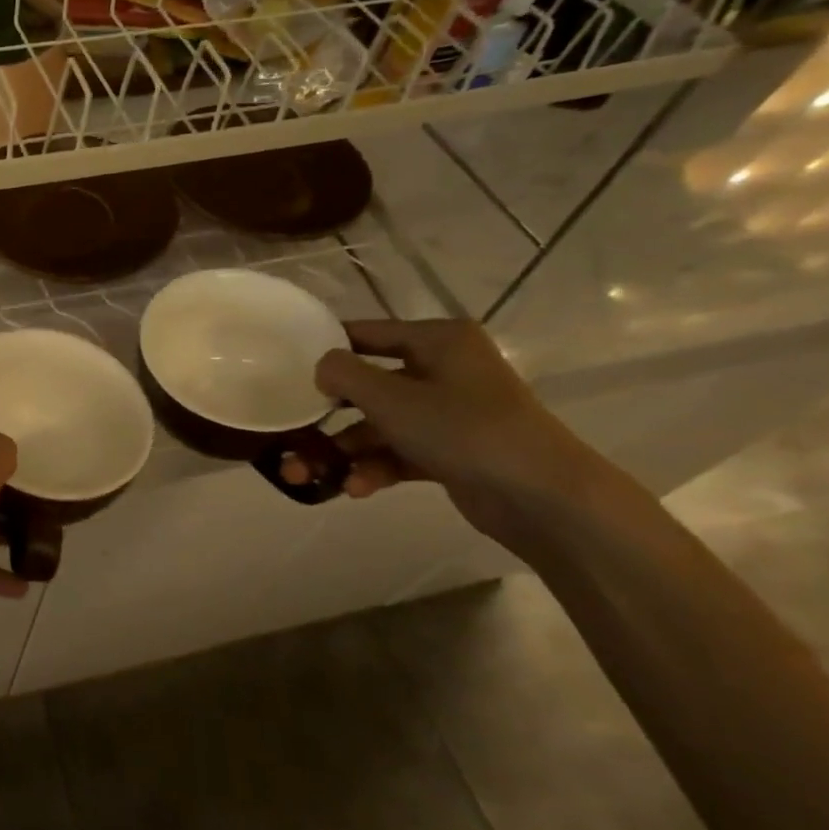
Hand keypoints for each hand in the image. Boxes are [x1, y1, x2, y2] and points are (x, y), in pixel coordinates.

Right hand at [284, 319, 606, 543]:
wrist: (541, 496)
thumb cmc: (462, 429)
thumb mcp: (391, 397)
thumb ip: (344, 374)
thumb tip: (322, 366)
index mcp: (438, 341)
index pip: (368, 333)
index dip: (327, 349)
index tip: (287, 368)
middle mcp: (443, 370)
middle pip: (368, 387)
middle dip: (327, 417)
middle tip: (290, 435)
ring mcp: (448, 414)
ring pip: (378, 426)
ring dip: (342, 451)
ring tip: (304, 475)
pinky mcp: (450, 452)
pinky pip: (398, 453)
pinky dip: (373, 469)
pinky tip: (353, 489)